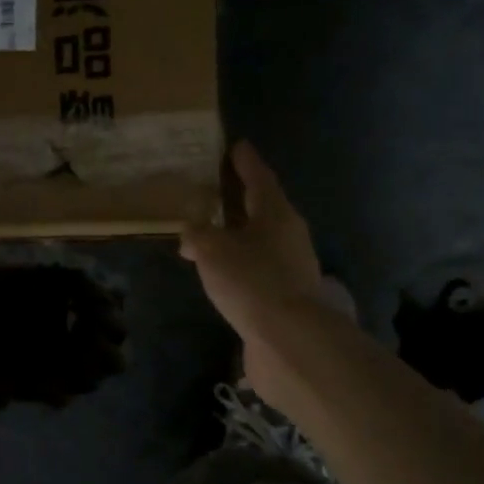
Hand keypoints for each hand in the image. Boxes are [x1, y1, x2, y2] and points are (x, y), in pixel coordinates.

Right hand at [180, 141, 340, 396]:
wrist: (288, 338)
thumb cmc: (251, 280)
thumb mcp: (212, 250)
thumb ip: (197, 235)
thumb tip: (191, 234)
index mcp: (275, 213)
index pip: (259, 177)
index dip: (245, 162)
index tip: (236, 146)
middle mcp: (289, 234)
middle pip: (263, 208)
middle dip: (241, 198)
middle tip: (217, 189)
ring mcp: (292, 266)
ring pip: (260, 240)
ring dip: (238, 234)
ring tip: (211, 234)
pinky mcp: (286, 294)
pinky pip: (258, 267)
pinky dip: (240, 263)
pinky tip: (223, 272)